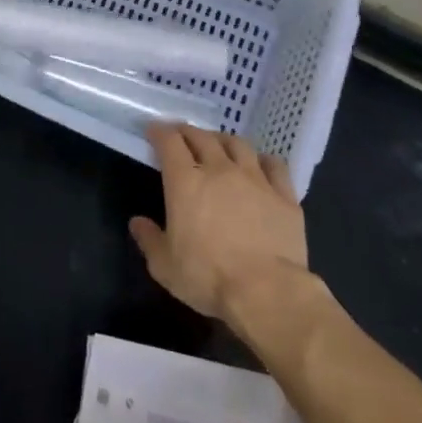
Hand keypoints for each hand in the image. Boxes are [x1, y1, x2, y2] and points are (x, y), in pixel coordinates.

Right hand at [129, 124, 309, 326]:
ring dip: (223, 140)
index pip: (170, 143)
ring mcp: (255, 180)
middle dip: (188, 132)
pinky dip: (264, 160)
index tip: (154, 130)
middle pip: (202, 138)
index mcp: (185, 183)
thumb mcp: (165, 266)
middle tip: (182, 135)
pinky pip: (275, 165)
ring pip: (238, 145)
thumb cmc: (208, 277)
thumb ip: (149, 240)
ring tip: (218, 145)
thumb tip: (137, 223)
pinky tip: (260, 164)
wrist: (267, 291)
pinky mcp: (284, 195)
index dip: (159, 132)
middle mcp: (219, 170)